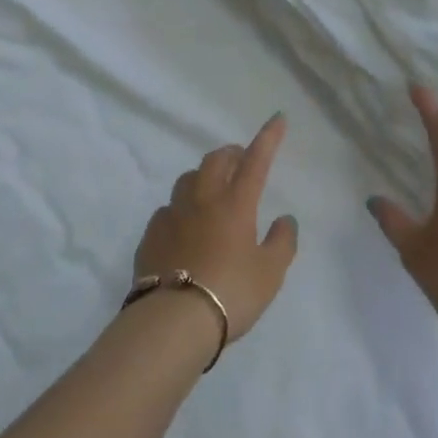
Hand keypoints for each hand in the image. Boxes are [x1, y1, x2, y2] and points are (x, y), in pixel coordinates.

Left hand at [133, 114, 298, 344]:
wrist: (174, 320)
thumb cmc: (231, 292)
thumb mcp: (270, 273)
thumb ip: (282, 242)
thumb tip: (285, 219)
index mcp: (236, 203)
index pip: (256, 160)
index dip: (268, 137)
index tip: (277, 118)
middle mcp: (203, 199)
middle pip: (216, 160)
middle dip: (231, 153)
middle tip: (241, 160)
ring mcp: (173, 214)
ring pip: (188, 178)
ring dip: (204, 175)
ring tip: (212, 188)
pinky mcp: (151, 233)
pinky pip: (168, 208)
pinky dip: (181, 207)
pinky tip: (184, 224)